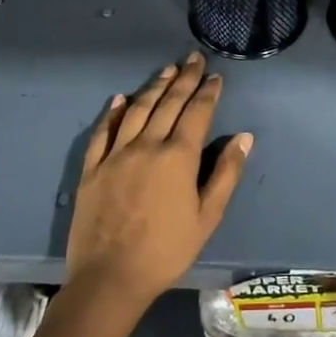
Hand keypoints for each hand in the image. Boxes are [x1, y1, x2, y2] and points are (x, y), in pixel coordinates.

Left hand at [67, 51, 251, 308]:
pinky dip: (113, 112)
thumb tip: (243, 137)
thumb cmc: (167, 250)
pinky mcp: (92, 168)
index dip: (207, 92)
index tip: (216, 76)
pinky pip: (102, 132)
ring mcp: (115, 154)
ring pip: (136, 110)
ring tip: (167, 70)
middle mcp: (147, 145)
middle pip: (168, 103)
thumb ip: (226, 173)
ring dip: (154, 87)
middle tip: (193, 59)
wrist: (110, 278)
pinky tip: (120, 99)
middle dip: (184, 79)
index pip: (196, 113)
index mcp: (178, 156)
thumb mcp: (208, 217)